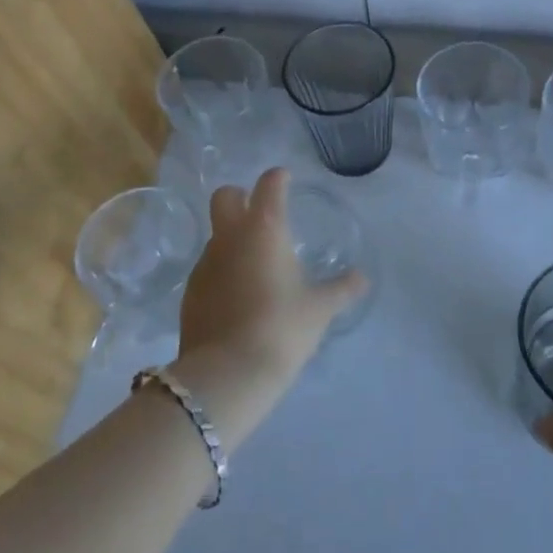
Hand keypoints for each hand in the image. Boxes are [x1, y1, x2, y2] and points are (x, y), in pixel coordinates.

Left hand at [168, 168, 366, 450]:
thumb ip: (342, 289)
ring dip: (233, 240)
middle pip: (225, 196)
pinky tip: (238, 298)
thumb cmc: (282, 328)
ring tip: (256, 268)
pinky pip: (208, 268)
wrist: (227, 374)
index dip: (278, 178)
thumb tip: (362, 278)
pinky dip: (223, 272)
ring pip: (216, 235)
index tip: (286, 179)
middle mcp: (230, 237)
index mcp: (265, 229)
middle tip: (260, 214)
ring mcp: (205, 263)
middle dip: (240, 196)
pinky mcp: (190, 292)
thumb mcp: (320, 309)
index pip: (269, 185)